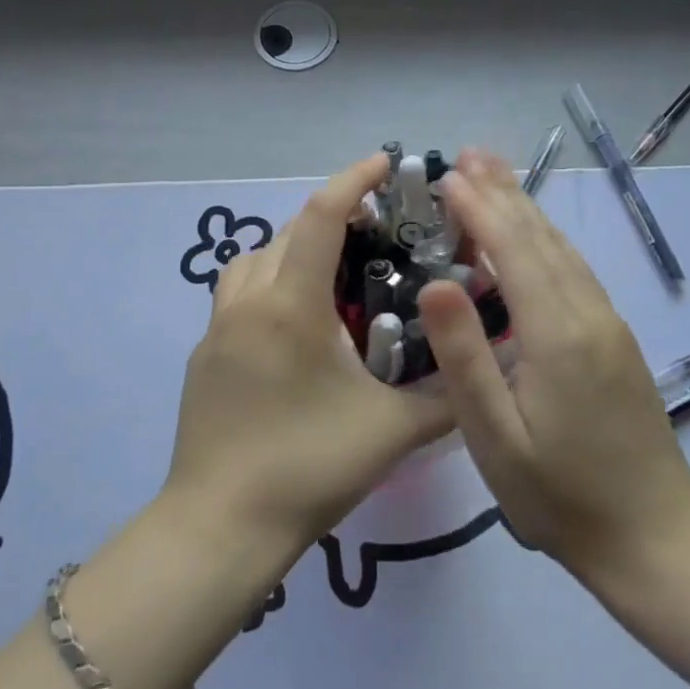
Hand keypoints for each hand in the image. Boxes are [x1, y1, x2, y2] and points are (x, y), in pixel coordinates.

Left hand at [166, 153, 452, 556]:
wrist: (220, 525)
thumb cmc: (308, 467)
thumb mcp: (392, 431)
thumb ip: (446, 395)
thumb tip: (484, 364)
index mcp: (291, 305)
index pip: (322, 216)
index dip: (354, 180)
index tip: (386, 163)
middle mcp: (248, 301)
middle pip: (289, 231)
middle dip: (332, 215)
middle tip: (377, 231)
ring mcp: (217, 327)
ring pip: (256, 258)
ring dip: (294, 247)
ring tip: (334, 273)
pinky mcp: (205, 353)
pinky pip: (239, 292)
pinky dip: (271, 281)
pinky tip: (298, 324)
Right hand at [416, 148, 689, 592]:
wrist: (653, 535)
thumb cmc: (559, 493)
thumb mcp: (494, 437)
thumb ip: (465, 357)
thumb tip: (436, 283)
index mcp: (557, 333)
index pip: (513, 250)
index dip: (479, 208)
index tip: (446, 176)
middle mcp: (588, 314)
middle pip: (541, 237)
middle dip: (503, 192)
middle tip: (468, 153)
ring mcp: (608, 324)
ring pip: (562, 250)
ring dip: (525, 208)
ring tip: (494, 175)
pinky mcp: (614, 339)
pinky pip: (574, 271)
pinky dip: (545, 240)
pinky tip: (533, 235)